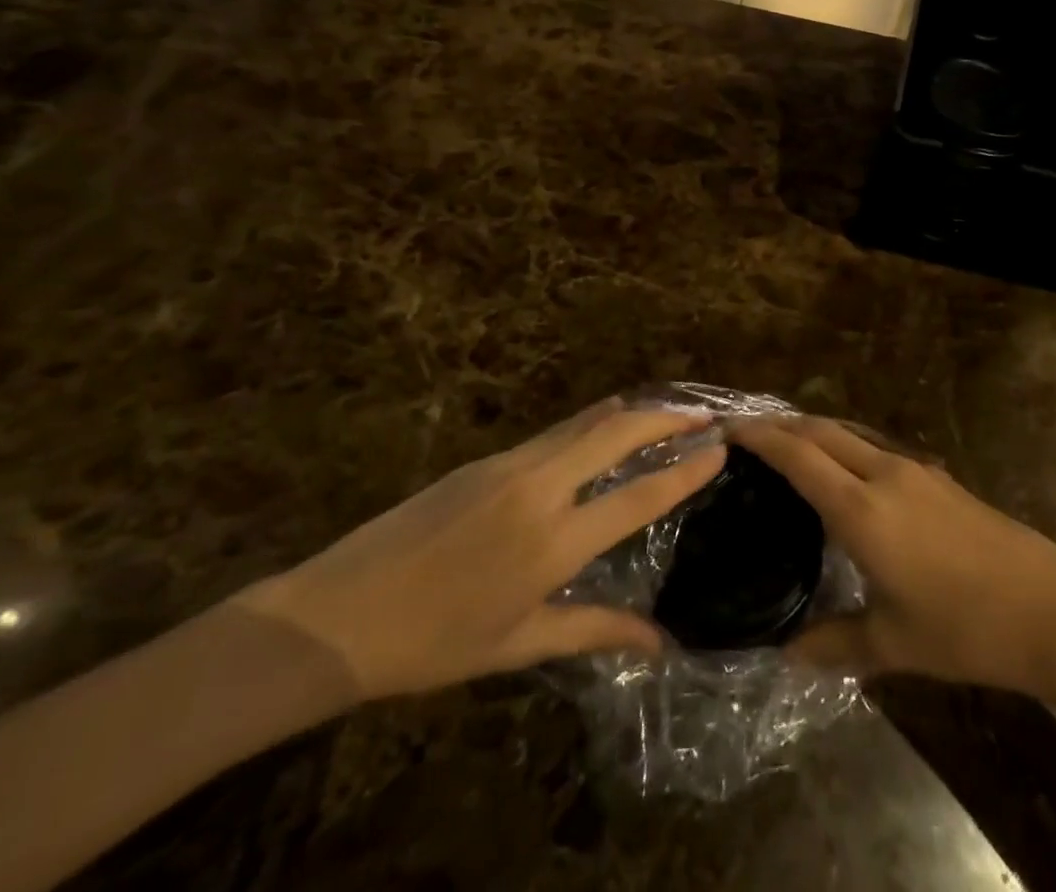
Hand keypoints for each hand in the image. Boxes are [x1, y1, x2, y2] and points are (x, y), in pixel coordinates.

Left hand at [236, 400, 724, 700]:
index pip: (637, 497)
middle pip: (617, 434)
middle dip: (666, 419)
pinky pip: (555, 432)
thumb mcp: (517, 644)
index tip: (719, 448)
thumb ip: (594, 631)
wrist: (337, 613)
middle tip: (703, 415)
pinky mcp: (486, 459)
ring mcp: (510, 465)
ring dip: (630, 413)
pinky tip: (603, 427)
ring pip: (585, 423)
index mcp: (553, 543)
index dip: (684, 472)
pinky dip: (592, 423)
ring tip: (665, 411)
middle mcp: (539, 488)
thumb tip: (659, 643)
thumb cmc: (433, 643)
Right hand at [730, 417, 1055, 700]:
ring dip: (815, 430)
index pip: (799, 456)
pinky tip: (845, 473)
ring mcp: (916, 471)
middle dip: (781, 424)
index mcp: (863, 509)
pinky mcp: (939, 478)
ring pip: (851, 433)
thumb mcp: (894, 644)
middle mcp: (885, 474)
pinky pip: (875, 447)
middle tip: (746, 433)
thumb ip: (835, 644)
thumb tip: (787, 655)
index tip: (728, 428)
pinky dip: (844, 445)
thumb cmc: (967, 627)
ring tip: (787, 445)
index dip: (761, 437)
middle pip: (822, 430)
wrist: (1054, 608)